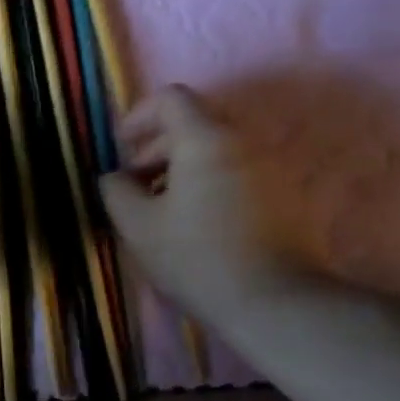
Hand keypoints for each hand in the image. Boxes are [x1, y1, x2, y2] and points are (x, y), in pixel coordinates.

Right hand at [100, 85, 292, 326]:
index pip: (171, 99)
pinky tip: (196, 225)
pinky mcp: (285, 195)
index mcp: (205, 139)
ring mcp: (270, 167)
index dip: (138, 117)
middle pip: (193, 124)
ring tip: (163, 211)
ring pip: (215, 151)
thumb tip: (114, 177)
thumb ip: (116, 192)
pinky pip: (237, 173)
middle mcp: (243, 141)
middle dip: (156, 148)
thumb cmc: (196, 258)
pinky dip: (209, 184)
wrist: (273, 301)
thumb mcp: (138, 227)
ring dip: (182, 170)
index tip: (120, 148)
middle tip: (134, 187)